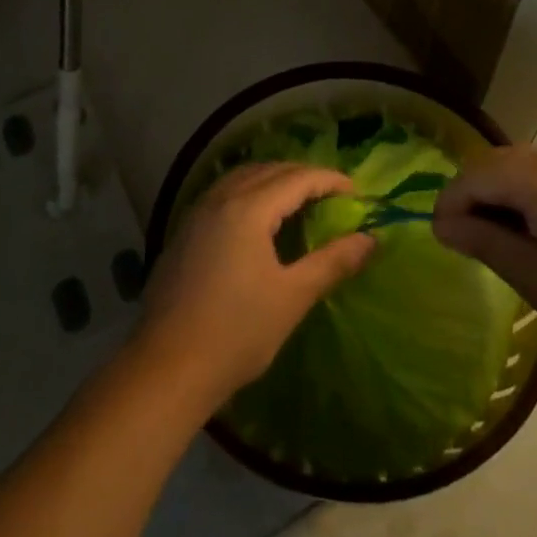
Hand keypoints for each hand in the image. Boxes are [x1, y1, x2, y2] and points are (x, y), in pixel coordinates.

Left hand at [136, 163, 375, 411]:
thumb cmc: (236, 333)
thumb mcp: (292, 297)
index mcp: (248, 208)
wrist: (166, 367)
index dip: (329, 180)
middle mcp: (220, 199)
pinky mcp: (184, 232)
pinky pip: (224, 193)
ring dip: (273, 179)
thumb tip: (370, 240)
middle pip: (268, 170)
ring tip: (298, 200)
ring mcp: (197, 213)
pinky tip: (257, 219)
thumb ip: (332, 262)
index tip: (355, 192)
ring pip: (242, 177)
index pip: (297, 178)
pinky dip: (249, 192)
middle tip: (331, 194)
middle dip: (303, 175)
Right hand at [433, 145, 536, 359]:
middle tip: (468, 245)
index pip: (471, 177)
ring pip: (517, 168)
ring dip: (498, 198)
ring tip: (501, 244)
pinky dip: (525, 196)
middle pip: (491, 165)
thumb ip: (485, 243)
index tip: (442, 243)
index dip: (448, 206)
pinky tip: (536, 234)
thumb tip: (442, 224)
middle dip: (471, 199)